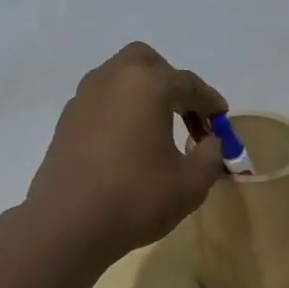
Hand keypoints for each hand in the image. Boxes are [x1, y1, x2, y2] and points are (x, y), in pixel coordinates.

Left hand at [25, 42, 227, 269]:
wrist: (67, 224)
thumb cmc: (135, 198)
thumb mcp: (190, 183)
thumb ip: (210, 156)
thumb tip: (209, 142)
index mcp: (148, 85)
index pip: (188, 84)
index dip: (209, 101)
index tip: (221, 119)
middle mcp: (113, 79)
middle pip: (147, 63)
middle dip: (170, 82)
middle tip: (186, 113)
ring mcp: (84, 97)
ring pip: (120, 77)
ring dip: (143, 94)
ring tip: (158, 129)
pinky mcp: (66, 119)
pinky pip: (101, 100)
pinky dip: (120, 109)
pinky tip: (128, 142)